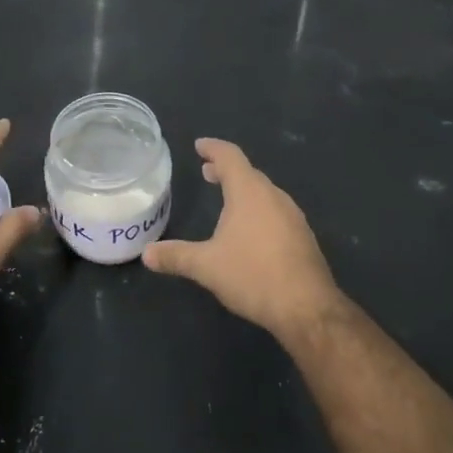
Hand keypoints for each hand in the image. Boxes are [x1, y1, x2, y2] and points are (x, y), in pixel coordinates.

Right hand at [143, 138, 343, 338]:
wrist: (306, 307)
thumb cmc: (252, 275)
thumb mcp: (206, 267)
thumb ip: (176, 256)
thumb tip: (146, 254)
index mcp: (249, 193)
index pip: (230, 157)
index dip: (213, 148)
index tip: (199, 145)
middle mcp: (274, 197)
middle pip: (249, 173)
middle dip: (226, 171)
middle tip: (207, 172)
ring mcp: (293, 216)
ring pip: (264, 193)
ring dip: (244, 191)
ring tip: (227, 201)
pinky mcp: (302, 237)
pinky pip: (276, 212)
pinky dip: (258, 210)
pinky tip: (251, 231)